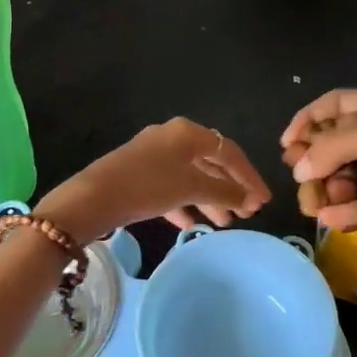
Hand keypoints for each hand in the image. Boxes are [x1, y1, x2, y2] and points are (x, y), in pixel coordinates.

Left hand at [37, 118, 270, 245]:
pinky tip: (192, 224)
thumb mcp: (190, 187)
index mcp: (187, 132)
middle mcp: (172, 138)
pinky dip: (185, 203)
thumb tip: (249, 196)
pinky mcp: (139, 175)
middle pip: (211, 162)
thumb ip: (224, 191)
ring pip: (191, 176)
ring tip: (226, 223)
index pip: (229, 151)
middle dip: (231, 188)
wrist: (92, 198)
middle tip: (249, 213)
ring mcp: (154, 156)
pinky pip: (171, 187)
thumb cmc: (147, 185)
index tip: (264, 201)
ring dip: (210, 198)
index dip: (249, 176)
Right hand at [281, 86, 356, 233]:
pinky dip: (355, 210)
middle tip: (300, 181)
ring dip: (336, 188)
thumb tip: (299, 164)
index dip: (311, 119)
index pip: (340, 104)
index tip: (288, 144)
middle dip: (321, 161)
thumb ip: (340, 145)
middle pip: (346, 143)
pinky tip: (331, 219)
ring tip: (315, 204)